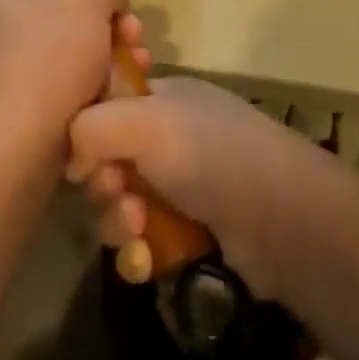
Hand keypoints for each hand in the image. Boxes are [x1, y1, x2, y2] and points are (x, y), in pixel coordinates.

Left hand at [0, 0, 150, 152]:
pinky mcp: (31, 105)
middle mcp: (11, 27)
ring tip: (137, 74)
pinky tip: (119, 99)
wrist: (21, 139)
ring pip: (82, 57)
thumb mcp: (89, 0)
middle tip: (136, 45)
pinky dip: (98, 92)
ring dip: (115, 63)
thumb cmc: (53, 57)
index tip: (123, 15)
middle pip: (78, 20)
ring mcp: (19, 68)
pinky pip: (74, 89)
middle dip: (116, 33)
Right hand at [67, 77, 318, 296]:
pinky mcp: (192, 231)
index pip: (107, 107)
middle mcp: (173, 138)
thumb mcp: (144, 122)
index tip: (86, 156)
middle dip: (104, 185)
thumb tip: (75, 160)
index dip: (89, 132)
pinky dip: (139, 252)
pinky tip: (147, 261)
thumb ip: (91, 126)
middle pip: (109, 161)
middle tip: (118, 195)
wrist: (284, 220)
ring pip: (122, 206)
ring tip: (138, 231)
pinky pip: (144, 241)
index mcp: (165, 98)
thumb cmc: (211, 155)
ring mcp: (184, 186)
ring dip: (119, 222)